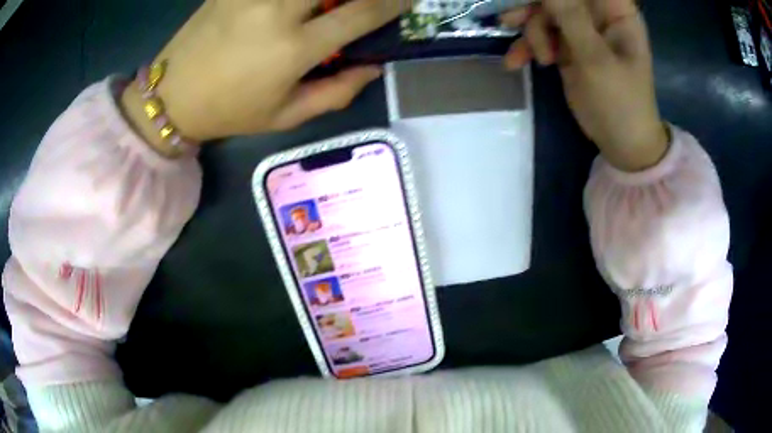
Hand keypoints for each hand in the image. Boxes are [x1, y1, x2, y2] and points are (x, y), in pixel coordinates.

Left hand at [135, 0, 408, 141]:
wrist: (172, 96)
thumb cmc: (229, 111)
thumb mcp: (285, 116)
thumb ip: (337, 92)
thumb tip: (374, 68)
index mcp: (294, 48)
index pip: (360, 13)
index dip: (392, 3)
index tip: (407, 0)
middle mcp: (277, 11)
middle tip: (361, 4)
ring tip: (321, 9)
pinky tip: (295, 7)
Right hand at [501, 0, 668, 170]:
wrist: (622, 145)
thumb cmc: (620, 103)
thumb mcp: (596, 60)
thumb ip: (570, 17)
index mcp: (616, 12)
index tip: (537, 4)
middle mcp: (598, 15)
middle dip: (536, 9)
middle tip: (512, 20)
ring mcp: (582, 31)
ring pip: (544, 13)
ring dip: (532, 32)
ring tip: (538, 59)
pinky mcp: (568, 47)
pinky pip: (541, 35)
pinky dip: (527, 47)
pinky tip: (515, 62)